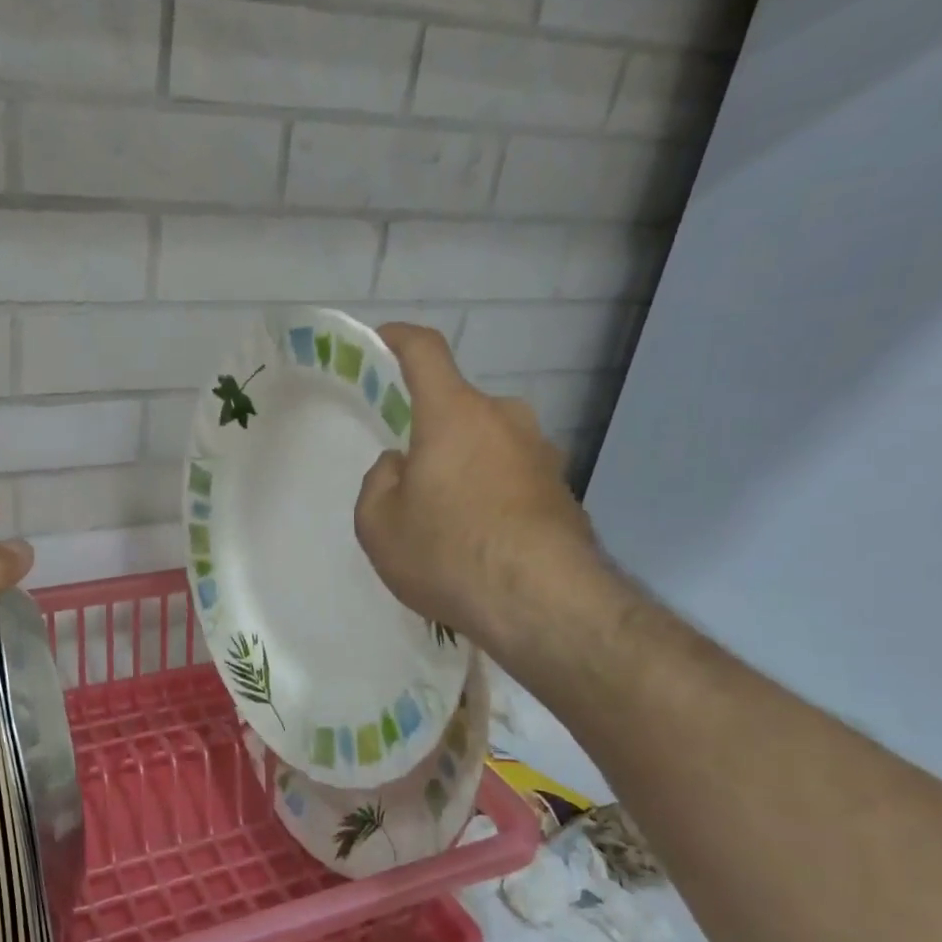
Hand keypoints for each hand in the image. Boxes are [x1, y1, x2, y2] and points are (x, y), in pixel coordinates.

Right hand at [353, 325, 604, 659]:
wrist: (542, 603)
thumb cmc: (447, 552)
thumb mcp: (378, 524)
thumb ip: (379, 482)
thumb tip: (402, 466)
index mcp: (454, 414)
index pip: (425, 353)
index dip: (399, 339)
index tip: (383, 338)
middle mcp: (505, 419)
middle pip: (458, 408)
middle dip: (431, 433)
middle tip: (409, 479)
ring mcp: (541, 453)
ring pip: (487, 445)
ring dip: (463, 467)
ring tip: (444, 522)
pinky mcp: (563, 490)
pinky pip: (511, 478)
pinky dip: (490, 495)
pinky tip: (478, 542)